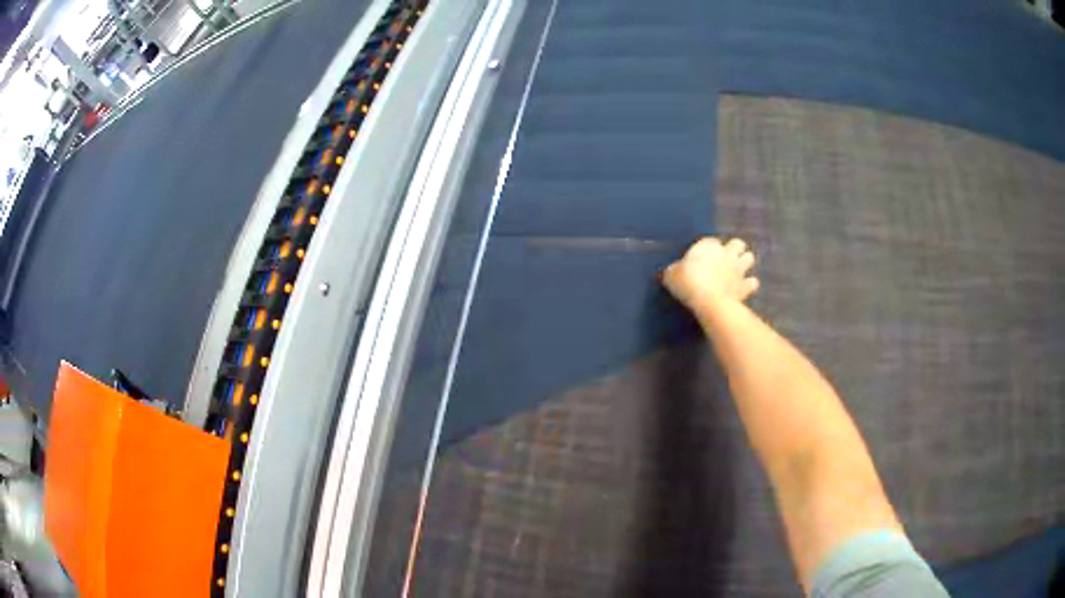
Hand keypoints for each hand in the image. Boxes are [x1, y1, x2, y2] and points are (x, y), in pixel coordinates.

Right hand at [662, 237, 758, 311]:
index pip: (711, 241)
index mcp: (708, 246)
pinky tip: (743, 289)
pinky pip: (753, 282)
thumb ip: (674, 270)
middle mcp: (726, 253)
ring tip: (737, 271)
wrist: (708, 301)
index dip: (708, 249)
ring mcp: (738, 269)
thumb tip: (671, 271)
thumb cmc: (687, 283)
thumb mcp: (671, 275)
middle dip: (734, 249)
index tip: (702, 258)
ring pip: (749, 257)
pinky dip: (749, 284)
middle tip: (726, 259)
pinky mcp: (746, 286)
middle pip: (737, 243)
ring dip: (745, 262)